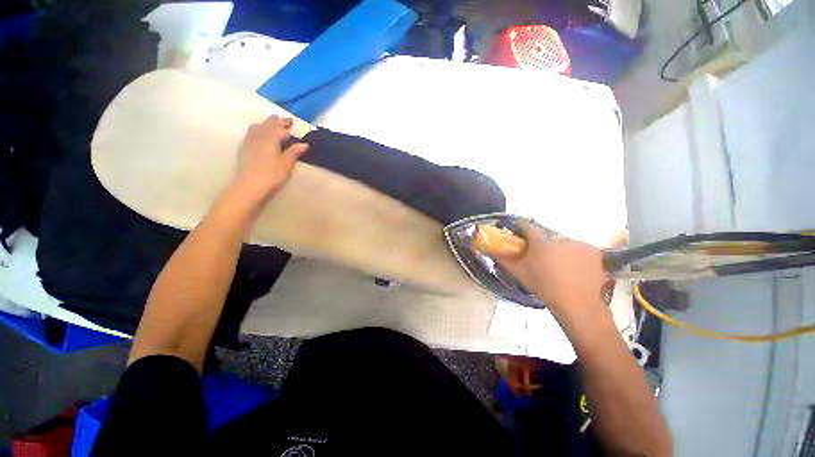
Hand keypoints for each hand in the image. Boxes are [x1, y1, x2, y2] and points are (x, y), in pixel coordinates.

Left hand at [231, 115, 308, 205]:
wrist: (250, 185)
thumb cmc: (272, 174)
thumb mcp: (287, 164)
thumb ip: (294, 152)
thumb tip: (304, 144)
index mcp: (271, 138)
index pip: (279, 127)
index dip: (286, 124)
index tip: (292, 122)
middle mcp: (258, 136)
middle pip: (267, 124)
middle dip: (276, 121)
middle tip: (284, 121)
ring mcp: (249, 141)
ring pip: (257, 127)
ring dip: (265, 124)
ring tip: (271, 126)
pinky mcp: (244, 149)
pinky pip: (251, 133)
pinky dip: (258, 130)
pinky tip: (260, 136)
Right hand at [493, 223, 608, 320]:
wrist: (577, 304)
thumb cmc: (544, 287)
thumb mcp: (520, 274)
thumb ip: (504, 260)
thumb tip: (491, 251)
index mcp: (541, 243)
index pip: (527, 227)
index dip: (520, 228)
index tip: (517, 232)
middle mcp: (560, 239)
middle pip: (547, 238)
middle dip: (542, 246)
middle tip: (541, 260)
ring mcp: (579, 244)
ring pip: (564, 244)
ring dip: (560, 252)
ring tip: (561, 268)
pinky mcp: (594, 251)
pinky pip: (580, 249)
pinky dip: (576, 256)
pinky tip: (576, 269)